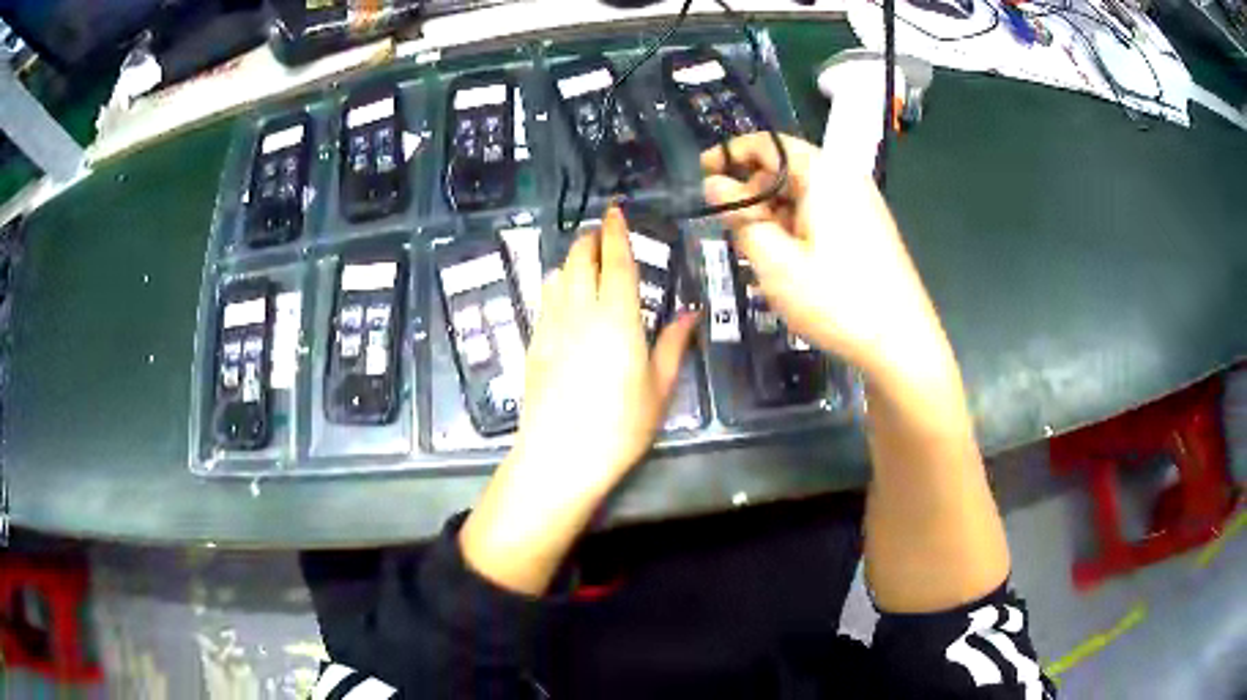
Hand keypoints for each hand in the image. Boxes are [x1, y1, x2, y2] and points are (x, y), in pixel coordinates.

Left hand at [459, 205, 697, 594]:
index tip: (614, 211)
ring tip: (583, 263)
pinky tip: (563, 297)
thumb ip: (673, 345)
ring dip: (570, 261)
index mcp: (618, 318)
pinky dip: (555, 286)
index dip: (616, 232)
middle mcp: (581, 311)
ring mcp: (551, 326)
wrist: (560, 456)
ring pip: (557, 276)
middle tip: (600, 234)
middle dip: (589, 240)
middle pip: (580, 260)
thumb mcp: (658, 389)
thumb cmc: (619, 426)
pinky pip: (543, 300)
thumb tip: (689, 313)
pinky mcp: (533, 344)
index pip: (617, 261)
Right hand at [702, 133, 951, 384]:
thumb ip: (741, 217)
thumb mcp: (775, 261)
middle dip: (753, 194)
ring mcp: (862, 204)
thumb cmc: (836, 300)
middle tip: (733, 234)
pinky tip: (792, 264)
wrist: (903, 344)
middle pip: (785, 169)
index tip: (701, 175)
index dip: (729, 153)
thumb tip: (715, 185)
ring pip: (802, 195)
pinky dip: (797, 229)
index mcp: (822, 173)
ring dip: (774, 216)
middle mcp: (844, 178)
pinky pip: (822, 214)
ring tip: (762, 258)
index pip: (766, 143)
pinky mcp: (869, 229)